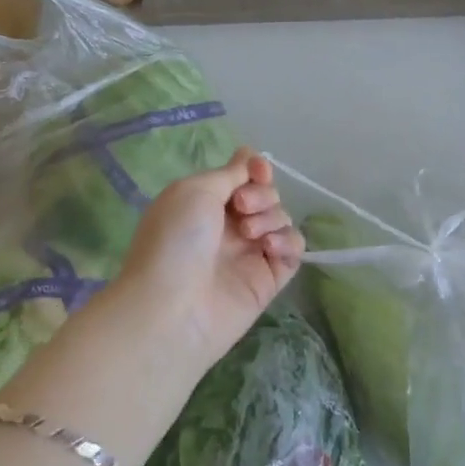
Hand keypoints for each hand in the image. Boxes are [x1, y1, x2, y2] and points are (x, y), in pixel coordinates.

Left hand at [111, 149, 303, 371]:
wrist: (171, 309)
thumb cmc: (175, 240)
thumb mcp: (195, 190)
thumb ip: (230, 173)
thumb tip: (249, 156)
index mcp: (206, 202)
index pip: (244, 176)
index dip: (256, 168)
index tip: (257, 171)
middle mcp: (229, 226)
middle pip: (267, 195)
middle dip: (262, 194)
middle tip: (242, 208)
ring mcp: (249, 254)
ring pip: (281, 219)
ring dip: (271, 217)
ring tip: (250, 234)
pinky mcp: (267, 280)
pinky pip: (292, 250)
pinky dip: (287, 242)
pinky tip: (269, 248)